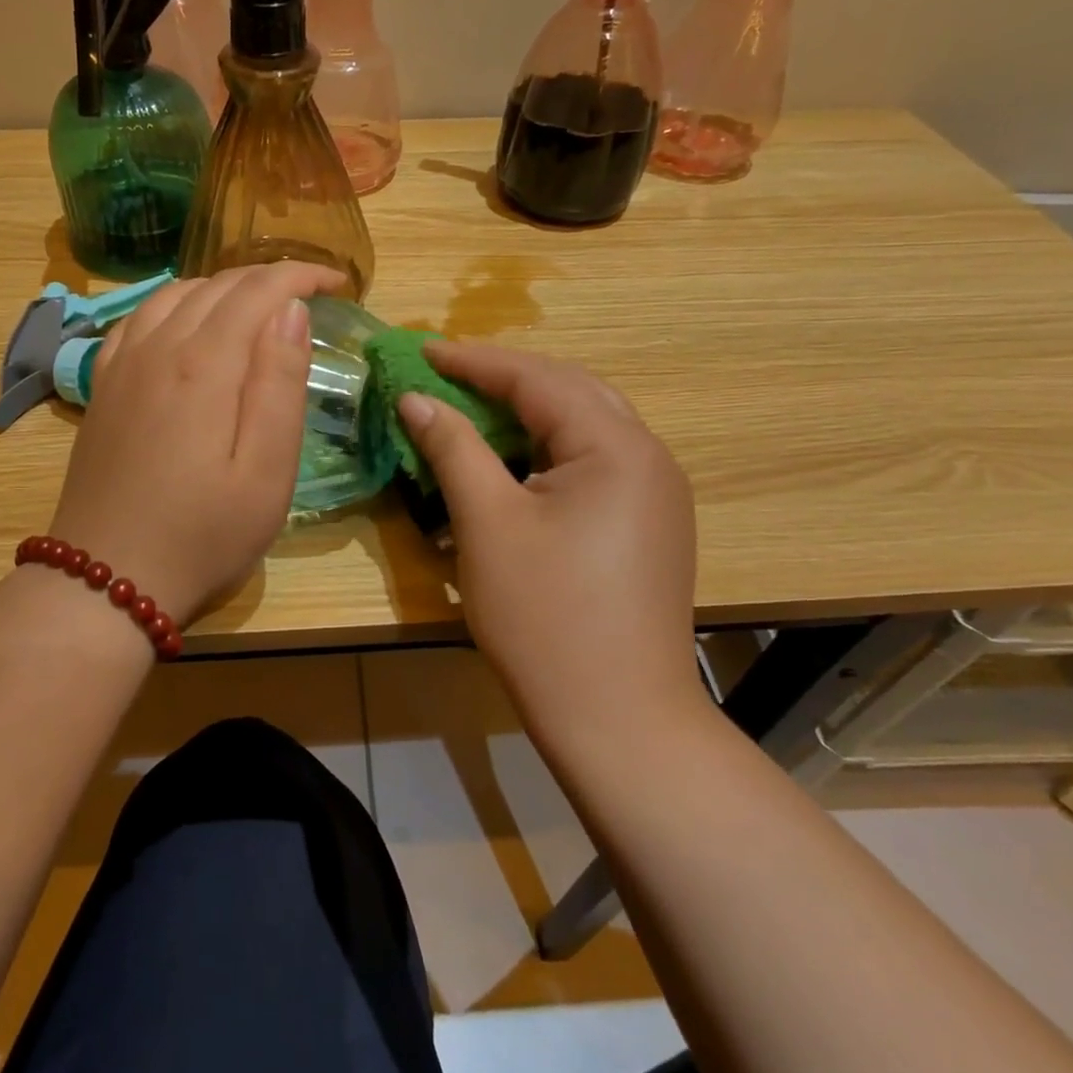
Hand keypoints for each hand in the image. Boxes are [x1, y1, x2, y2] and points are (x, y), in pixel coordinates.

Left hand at [46, 262, 346, 625]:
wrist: (106, 580)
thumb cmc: (202, 535)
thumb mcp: (266, 473)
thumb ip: (280, 384)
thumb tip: (291, 310)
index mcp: (204, 365)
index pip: (257, 290)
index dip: (301, 275)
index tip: (338, 284)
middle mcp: (157, 348)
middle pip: (217, 285)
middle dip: (269, 279)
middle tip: (309, 297)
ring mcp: (122, 365)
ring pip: (175, 294)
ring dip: (224, 288)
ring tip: (258, 308)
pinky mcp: (103, 387)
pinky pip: (138, 318)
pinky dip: (176, 304)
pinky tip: (188, 325)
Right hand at [395, 343, 701, 729]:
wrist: (618, 720)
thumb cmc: (544, 617)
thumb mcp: (486, 523)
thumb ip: (452, 448)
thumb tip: (415, 398)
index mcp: (616, 446)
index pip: (537, 378)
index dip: (474, 361)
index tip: (422, 352)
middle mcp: (649, 456)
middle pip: (569, 392)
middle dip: (504, 379)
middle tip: (446, 377)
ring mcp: (657, 493)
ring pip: (584, 427)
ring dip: (527, 415)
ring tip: (472, 413)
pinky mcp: (650, 524)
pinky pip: (595, 464)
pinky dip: (548, 452)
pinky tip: (515, 466)